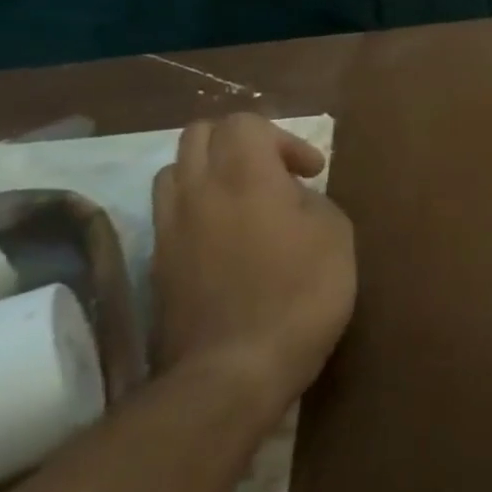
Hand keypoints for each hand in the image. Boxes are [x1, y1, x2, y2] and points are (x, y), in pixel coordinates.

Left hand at [149, 113, 357, 411]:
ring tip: (245, 201)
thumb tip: (291, 198)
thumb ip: (311, 200)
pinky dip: (197, 208)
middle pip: (200, 134)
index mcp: (244, 176)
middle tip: (275, 174)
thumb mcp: (334, 235)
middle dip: (240, 142)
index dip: (284, 138)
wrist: (236, 369)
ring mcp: (169, 227)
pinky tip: (227, 238)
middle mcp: (197, 190)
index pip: (244, 122)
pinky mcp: (156, 262)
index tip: (311, 172)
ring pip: (175, 169)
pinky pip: (170, 211)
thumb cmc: (301, 293)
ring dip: (210, 172)